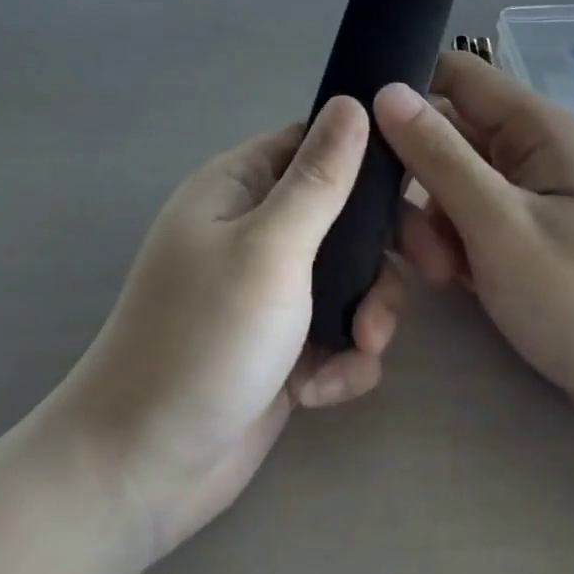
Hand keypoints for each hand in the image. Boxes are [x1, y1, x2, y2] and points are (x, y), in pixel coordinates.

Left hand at [48, 97, 403, 563]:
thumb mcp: (270, 248)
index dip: (366, 154)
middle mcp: (254, 228)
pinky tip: (317, 392)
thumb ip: (318, 179)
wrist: (142, 470)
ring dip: (367, 312)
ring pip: (349, 276)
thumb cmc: (204, 338)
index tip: (420, 179)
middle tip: (430, 270)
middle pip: (342, 212)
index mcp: (239, 186)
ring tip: (360, 349)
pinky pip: (336, 331)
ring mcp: (268, 289)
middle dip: (383, 248)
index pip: (314, 142)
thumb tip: (353, 102)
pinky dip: (340, 359)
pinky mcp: (282, 345)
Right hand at [376, 54, 573, 477]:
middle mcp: (531, 149)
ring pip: (450, 181)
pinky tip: (451, 282)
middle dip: (414, 175)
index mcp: (537, 127)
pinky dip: (452, 244)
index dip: (406, 93)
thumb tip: (385, 91)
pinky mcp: (524, 235)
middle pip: (446, 131)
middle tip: (398, 229)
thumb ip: (439, 157)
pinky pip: (469, 218)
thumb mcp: (502, 228)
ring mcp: (528, 195)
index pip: (455, 74)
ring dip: (431, 219)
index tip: (360, 135)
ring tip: (438, 272)